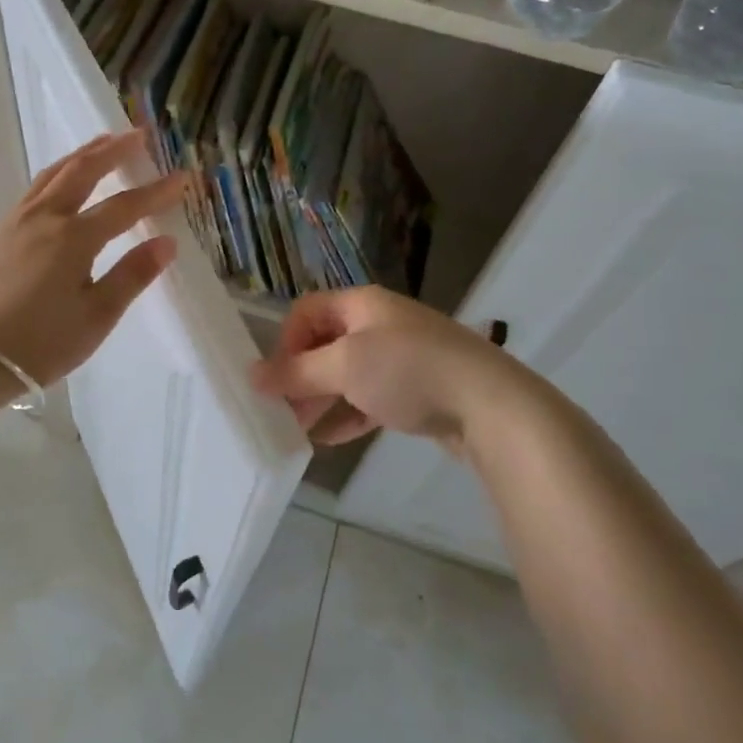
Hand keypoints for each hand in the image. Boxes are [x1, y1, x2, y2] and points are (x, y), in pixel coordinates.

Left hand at [0, 130, 187, 386]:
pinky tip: (60, 181)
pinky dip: (56, 173)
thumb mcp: (96, 317)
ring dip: (81, 155)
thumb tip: (167, 242)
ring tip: (102, 142)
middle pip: (82, 171)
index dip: (155, 192)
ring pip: (52, 174)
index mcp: (73, 239)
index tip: (181, 177)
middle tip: (138, 134)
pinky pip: (33, 189)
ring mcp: (15, 222)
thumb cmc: (40, 343)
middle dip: (113, 150)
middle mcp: (44, 218)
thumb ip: (132, 275)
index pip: (124, 206)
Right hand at [251, 286, 533, 451]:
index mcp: (362, 304)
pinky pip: (371, 398)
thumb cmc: (410, 371)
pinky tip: (331, 438)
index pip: (307, 312)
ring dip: (322, 398)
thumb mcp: (345, 367)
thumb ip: (297, 372)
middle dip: (301, 376)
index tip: (277, 379)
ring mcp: (402, 357)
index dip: (285, 342)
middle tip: (282, 410)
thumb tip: (251, 375)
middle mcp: (380, 324)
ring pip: (348, 374)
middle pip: (326, 344)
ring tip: (299, 428)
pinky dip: (349, 414)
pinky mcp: (418, 390)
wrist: (492, 406)